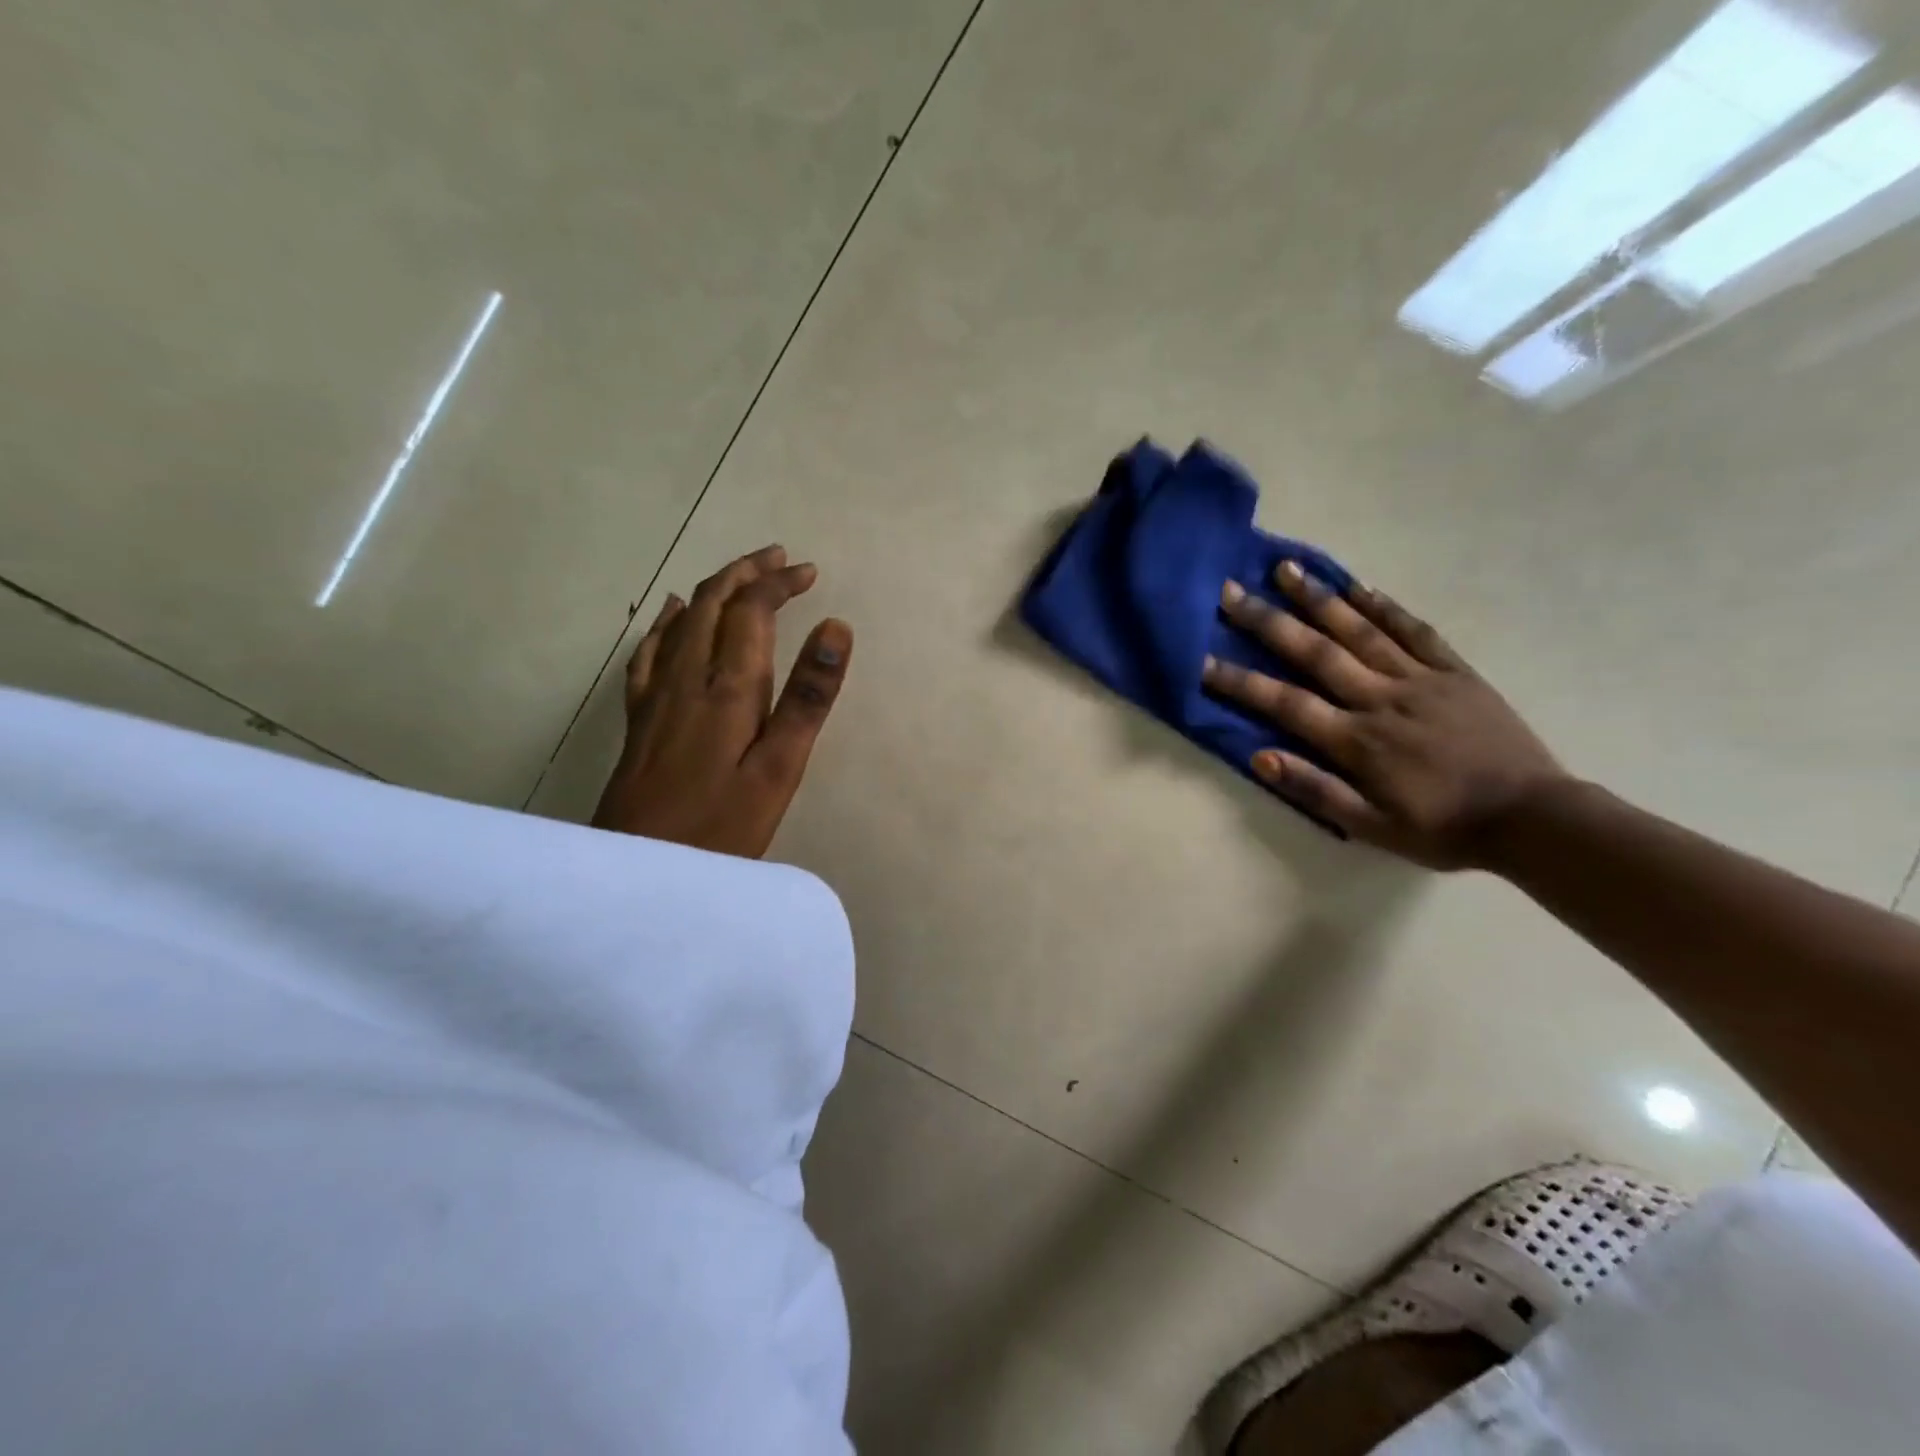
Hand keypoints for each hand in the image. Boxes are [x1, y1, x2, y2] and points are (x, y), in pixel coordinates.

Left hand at [592, 544, 852, 858]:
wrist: (639, 869)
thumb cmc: (722, 825)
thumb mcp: (780, 767)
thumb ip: (808, 698)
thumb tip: (836, 629)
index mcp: (727, 685)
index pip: (751, 610)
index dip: (778, 583)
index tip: (809, 572)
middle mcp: (687, 676)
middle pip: (712, 603)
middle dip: (747, 573)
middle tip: (780, 559)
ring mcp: (657, 694)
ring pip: (682, 619)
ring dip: (715, 589)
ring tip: (743, 576)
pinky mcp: (640, 716)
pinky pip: (650, 649)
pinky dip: (668, 621)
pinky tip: (671, 614)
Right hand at [1201, 565, 1564, 869]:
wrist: (1532, 818)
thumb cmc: (1442, 828)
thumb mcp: (1371, 827)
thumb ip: (1315, 791)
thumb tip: (1260, 757)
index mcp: (1357, 740)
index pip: (1285, 703)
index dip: (1239, 682)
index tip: (1202, 660)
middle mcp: (1381, 699)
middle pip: (1315, 653)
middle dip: (1267, 621)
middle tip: (1230, 592)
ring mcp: (1420, 680)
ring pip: (1360, 631)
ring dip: (1319, 599)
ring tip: (1285, 569)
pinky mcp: (1454, 672)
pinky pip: (1415, 632)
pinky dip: (1384, 606)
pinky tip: (1357, 587)